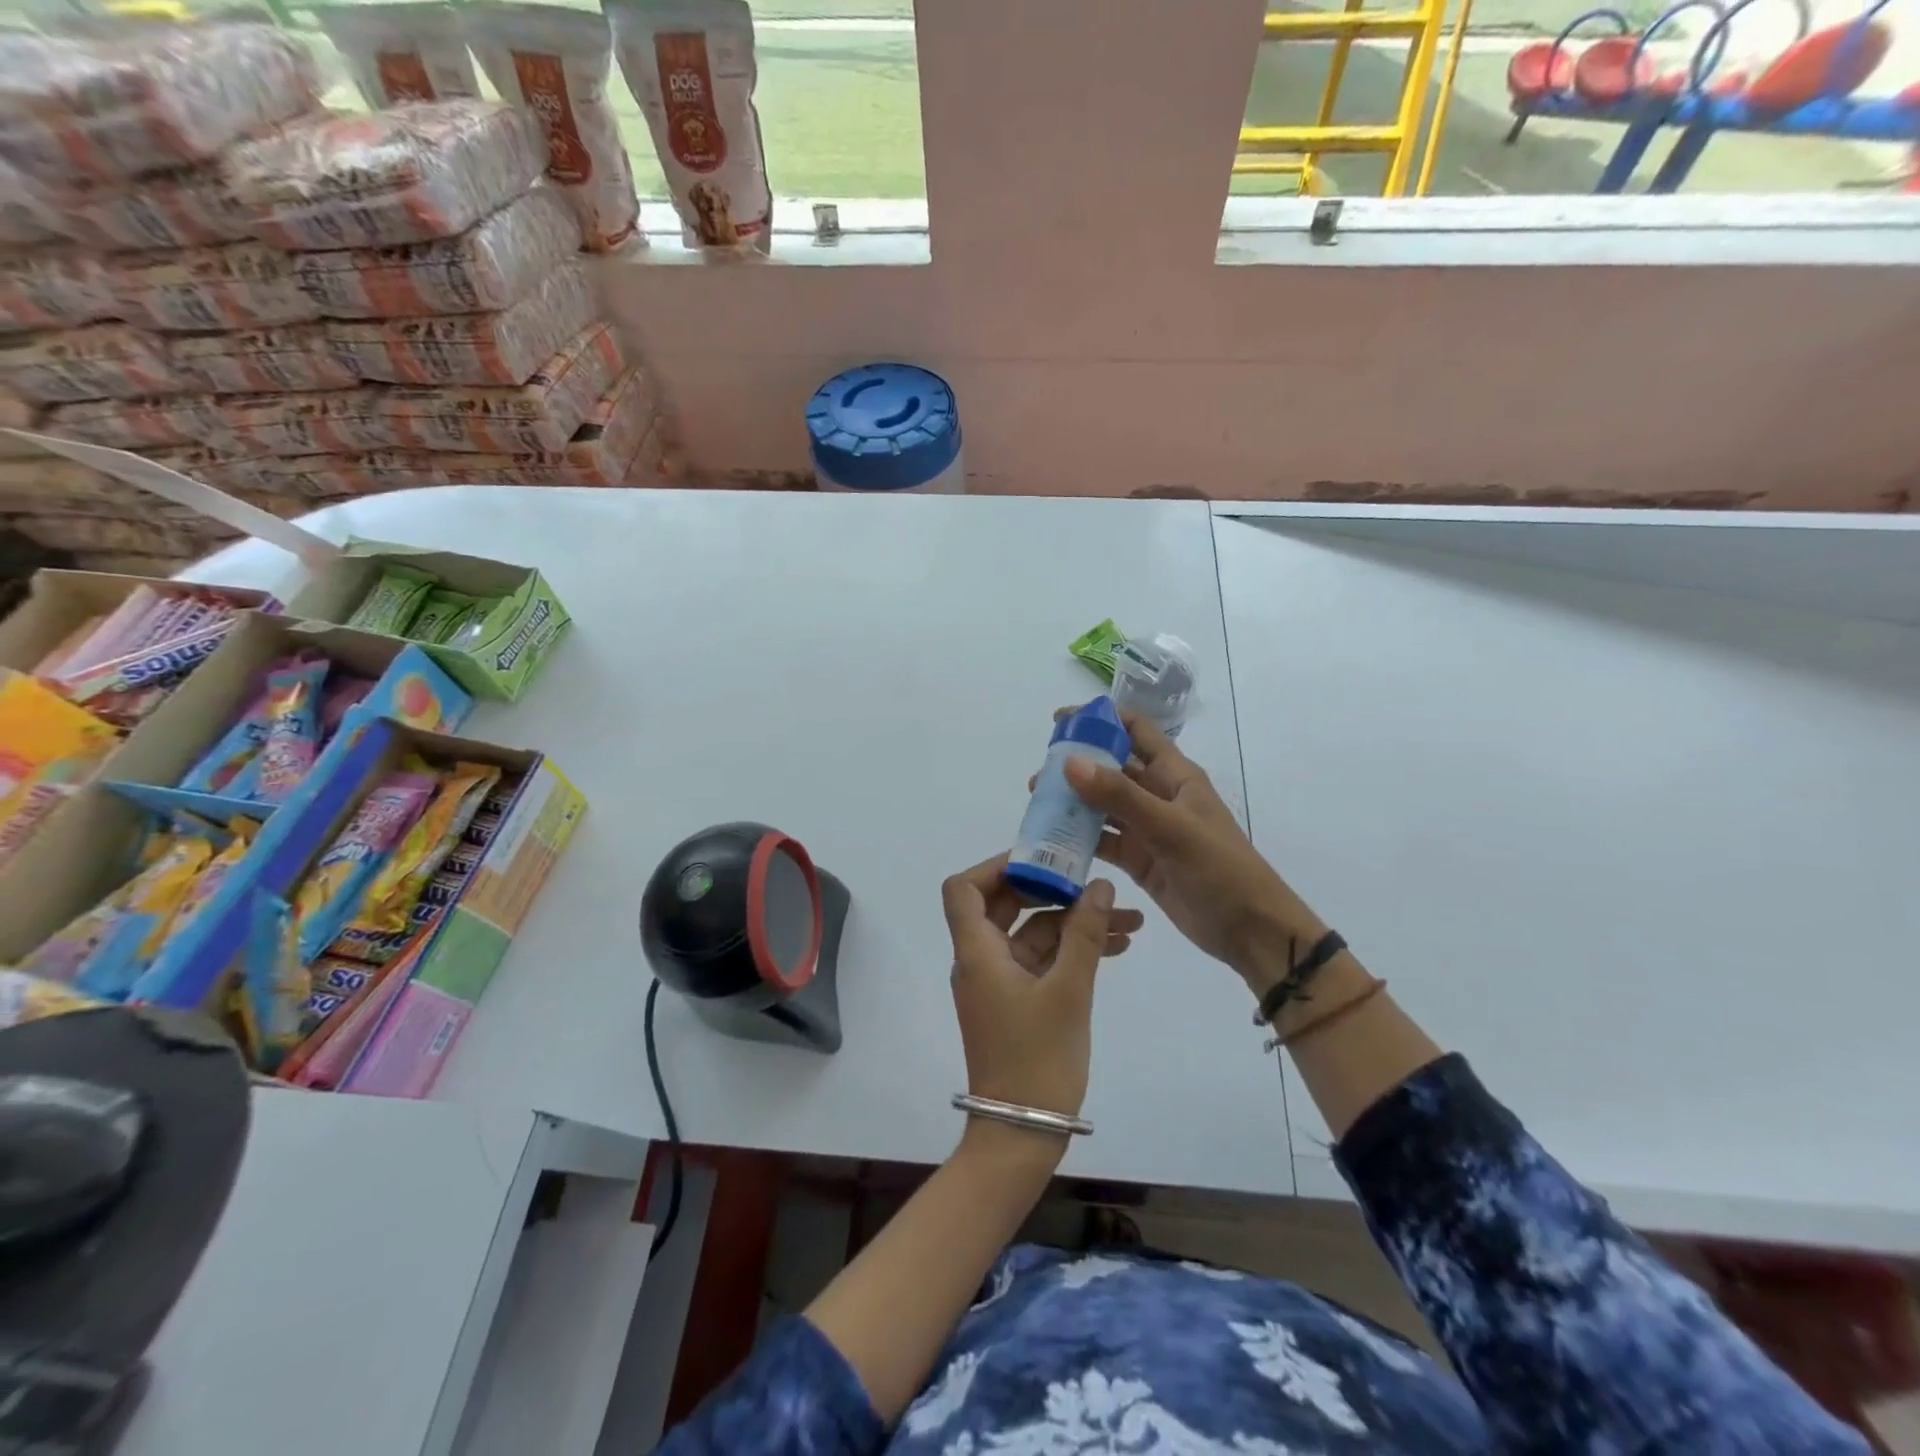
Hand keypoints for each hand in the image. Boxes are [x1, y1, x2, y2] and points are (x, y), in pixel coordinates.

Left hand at [941, 854, 1141, 1124]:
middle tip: (1094, 883)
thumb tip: (1099, 884)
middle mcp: (981, 960)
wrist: (1021, 1136)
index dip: (997, 867)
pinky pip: (1042, 961)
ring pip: (1034, 935)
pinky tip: (1117, 947)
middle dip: (1053, 891)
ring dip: (1075, 924)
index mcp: (977, 952)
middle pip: (1006, 905)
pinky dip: (1072, 951)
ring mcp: (1000, 982)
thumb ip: (1084, 934)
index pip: (964, 889)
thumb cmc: (1038, 1059)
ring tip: (1130, 921)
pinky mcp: (1018, 1002)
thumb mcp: (1069, 991)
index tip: (1042, 860)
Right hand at [1052, 709, 1326, 989]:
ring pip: (1103, 805)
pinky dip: (1080, 838)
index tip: (1060, 722)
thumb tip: (1070, 762)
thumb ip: (1121, 796)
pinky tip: (1053, 840)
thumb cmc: (1220, 870)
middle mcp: (1159, 795)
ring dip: (1073, 802)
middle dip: (1076, 765)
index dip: (1101, 720)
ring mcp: (1148, 829)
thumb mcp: (1171, 829)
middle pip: (1112, 768)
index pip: (1135, 731)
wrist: (1251, 930)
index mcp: (1174, 775)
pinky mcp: (1140, 860)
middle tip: (1039, 776)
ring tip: (1038, 804)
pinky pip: (1104, 841)